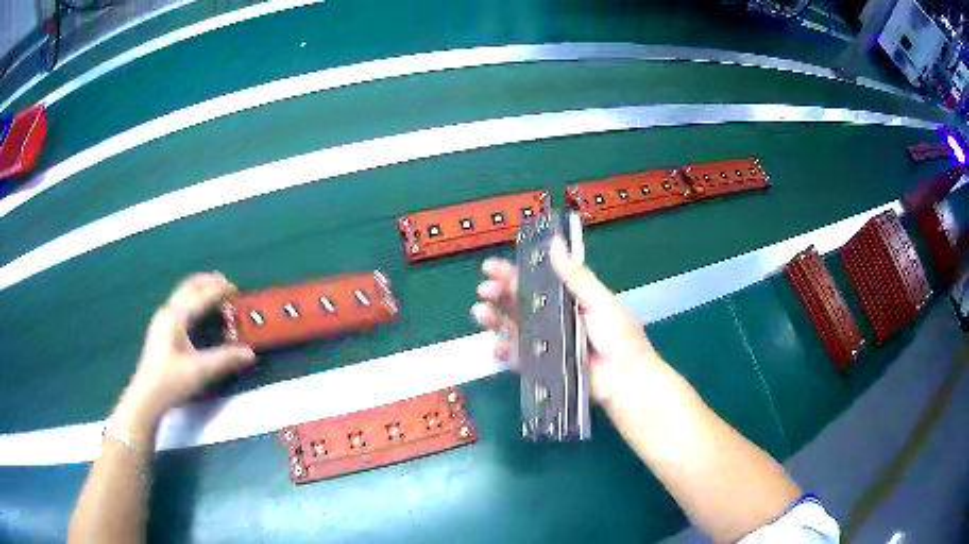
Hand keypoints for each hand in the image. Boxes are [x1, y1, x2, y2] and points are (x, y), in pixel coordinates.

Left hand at [119, 273, 255, 423]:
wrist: (147, 396)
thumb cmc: (171, 381)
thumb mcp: (200, 371)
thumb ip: (225, 359)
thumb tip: (249, 353)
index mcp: (177, 316)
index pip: (202, 295)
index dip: (221, 291)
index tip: (238, 292)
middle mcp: (168, 311)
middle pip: (190, 285)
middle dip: (209, 282)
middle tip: (227, 285)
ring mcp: (162, 318)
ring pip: (183, 293)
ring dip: (200, 289)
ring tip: (215, 294)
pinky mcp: (160, 328)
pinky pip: (179, 303)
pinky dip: (193, 299)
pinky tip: (198, 312)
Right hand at [472, 238, 662, 404]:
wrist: (625, 379)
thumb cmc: (618, 336)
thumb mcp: (599, 300)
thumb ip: (575, 275)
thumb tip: (554, 242)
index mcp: (566, 299)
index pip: (534, 281)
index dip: (511, 273)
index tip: (491, 267)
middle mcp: (551, 319)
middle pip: (517, 303)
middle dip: (497, 294)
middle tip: (485, 289)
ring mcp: (544, 344)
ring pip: (512, 328)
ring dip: (493, 319)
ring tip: (480, 312)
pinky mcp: (540, 368)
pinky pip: (516, 358)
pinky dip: (503, 352)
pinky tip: (496, 345)